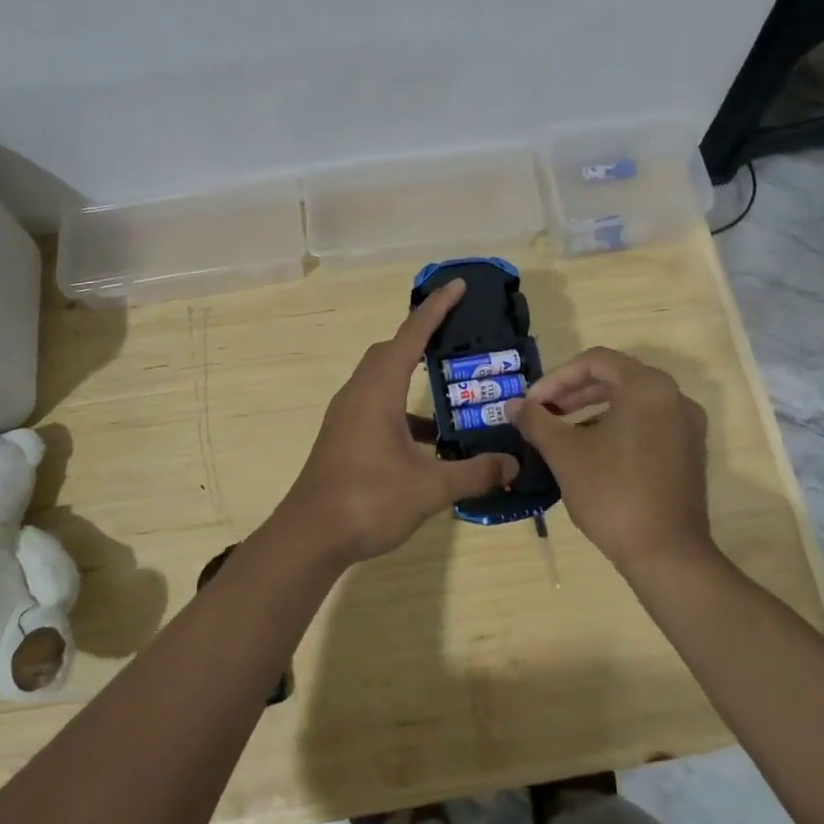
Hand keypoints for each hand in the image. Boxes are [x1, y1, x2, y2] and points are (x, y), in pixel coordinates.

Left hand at [282, 279, 518, 564]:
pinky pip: (376, 406)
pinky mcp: (344, 437)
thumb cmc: (368, 500)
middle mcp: (359, 393)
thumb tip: (513, 464)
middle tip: (456, 335)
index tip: (458, 286)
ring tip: (452, 394)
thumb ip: (474, 472)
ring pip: (382, 380)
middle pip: (390, 351)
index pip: (411, 336)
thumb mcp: (429, 488)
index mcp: (378, 390)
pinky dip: (404, 412)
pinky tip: (429, 442)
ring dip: (412, 380)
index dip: (436, 309)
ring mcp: (347, 416)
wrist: (310, 536)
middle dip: (422, 337)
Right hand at [507, 347, 711, 575]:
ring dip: (593, 410)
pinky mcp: (689, 453)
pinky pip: (648, 424)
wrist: (667, 555)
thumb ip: (536, 421)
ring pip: (632, 402)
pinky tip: (592, 453)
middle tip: (543, 413)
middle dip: (574, 393)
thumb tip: (513, 405)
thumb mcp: (565, 454)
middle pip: (616, 377)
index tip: (533, 403)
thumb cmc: (612, 493)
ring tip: (562, 433)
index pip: (595, 361)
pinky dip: (617, 427)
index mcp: (647, 387)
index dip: (556, 378)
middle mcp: (674, 397)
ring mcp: (687, 426)